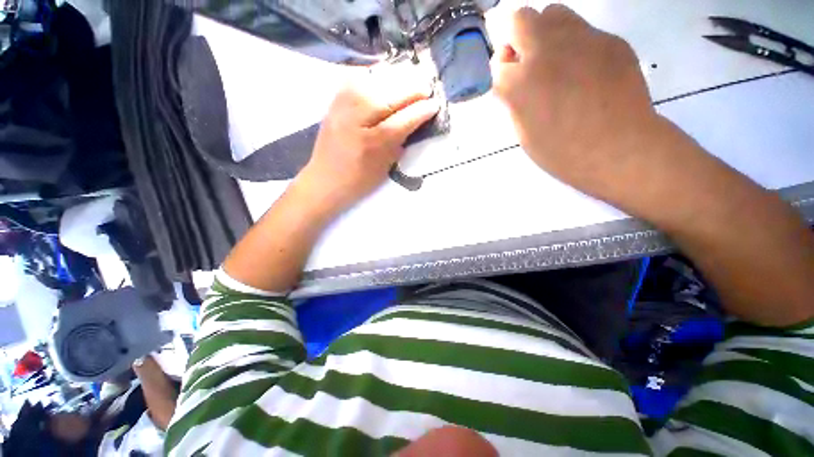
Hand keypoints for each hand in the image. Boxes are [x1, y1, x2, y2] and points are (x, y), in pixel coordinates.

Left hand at [294, 68, 439, 214]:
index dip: (422, 110)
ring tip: (412, 80)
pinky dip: (375, 75)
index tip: (435, 104)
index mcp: (374, 141)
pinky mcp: (335, 100)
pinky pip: (358, 78)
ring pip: (376, 80)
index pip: (405, 118)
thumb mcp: (385, 166)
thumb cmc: (359, 180)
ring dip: (397, 79)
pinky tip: (385, 78)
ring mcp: (344, 104)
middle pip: (392, 94)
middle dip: (413, 89)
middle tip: (428, 89)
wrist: (325, 179)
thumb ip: (400, 141)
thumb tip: (415, 121)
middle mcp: (358, 116)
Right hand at [492, 6, 670, 204]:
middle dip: (517, 40)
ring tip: (556, 63)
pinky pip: (584, 31)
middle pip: (520, 20)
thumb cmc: (562, 151)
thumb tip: (513, 81)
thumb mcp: (523, 132)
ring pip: (553, 13)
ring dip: (545, 34)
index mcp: (520, 83)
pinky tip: (586, 72)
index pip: (497, 64)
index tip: (509, 86)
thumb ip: (513, 100)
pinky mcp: (611, 41)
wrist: (619, 150)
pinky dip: (576, 46)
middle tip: (527, 65)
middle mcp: (547, 51)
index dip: (502, 76)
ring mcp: (582, 40)